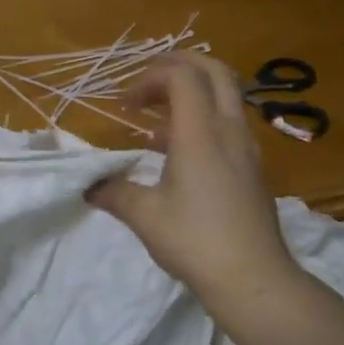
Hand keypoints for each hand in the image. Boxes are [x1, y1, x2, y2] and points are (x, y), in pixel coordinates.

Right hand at [87, 53, 299, 300]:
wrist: (253, 278)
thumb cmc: (195, 241)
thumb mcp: (144, 216)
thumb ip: (114, 193)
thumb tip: (89, 186)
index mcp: (201, 133)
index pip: (182, 76)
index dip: (151, 77)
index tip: (127, 104)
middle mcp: (229, 130)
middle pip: (214, 71)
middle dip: (178, 67)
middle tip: (148, 86)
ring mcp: (247, 148)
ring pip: (226, 97)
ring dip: (192, 96)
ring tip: (158, 126)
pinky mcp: (254, 168)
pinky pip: (230, 124)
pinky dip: (204, 121)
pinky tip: (181, 155)